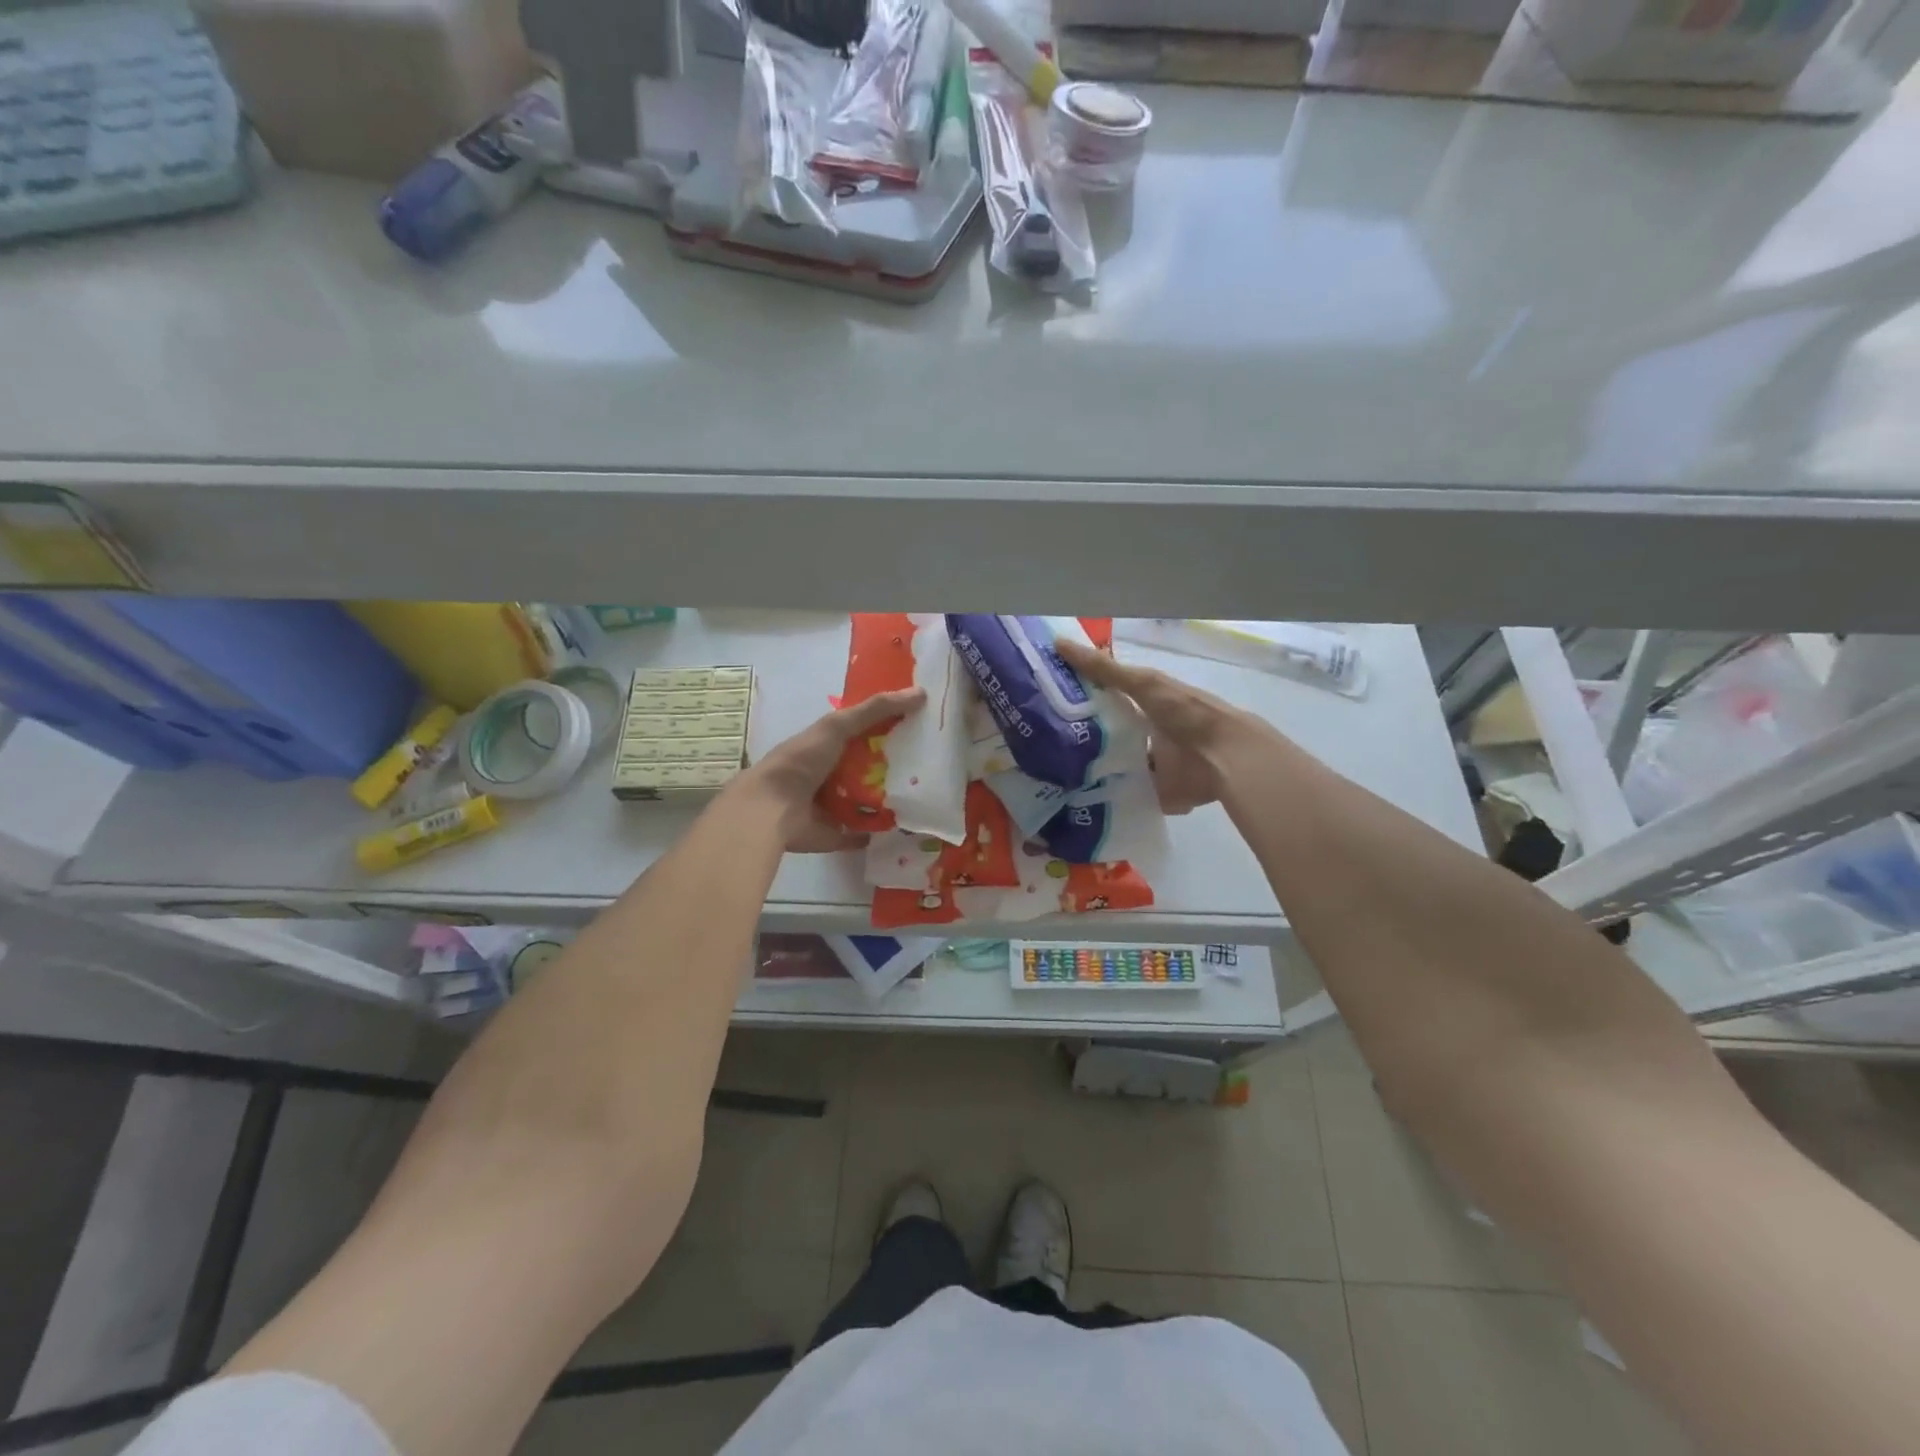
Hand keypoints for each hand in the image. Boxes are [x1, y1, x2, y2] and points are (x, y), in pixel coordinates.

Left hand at [738, 687, 927, 852]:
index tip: (923, 724)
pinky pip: (865, 831)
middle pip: (872, 766)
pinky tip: (907, 824)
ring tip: (928, 792)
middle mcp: (832, 773)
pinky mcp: (837, 833)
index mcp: (829, 746)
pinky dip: (880, 829)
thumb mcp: (838, 726)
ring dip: (892, 797)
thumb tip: (922, 693)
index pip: (865, 732)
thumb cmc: (803, 760)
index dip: (891, 726)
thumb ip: (875, 710)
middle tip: (933, 761)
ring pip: (871, 799)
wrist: (772, 808)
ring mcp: (835, 805)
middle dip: (897, 764)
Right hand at [1055, 638, 1251, 814]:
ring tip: (1055, 774)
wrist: (1223, 756)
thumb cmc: (1185, 712)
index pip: (1108, 702)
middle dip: (1082, 741)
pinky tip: (1078, 798)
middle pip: (1108, 737)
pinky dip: (1108, 798)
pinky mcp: (1155, 794)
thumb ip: (1103, 669)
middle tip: (1043, 745)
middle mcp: (1147, 735)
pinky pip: (1125, 796)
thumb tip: (1058, 643)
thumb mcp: (1142, 683)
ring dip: (1092, 771)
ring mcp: (1151, 767)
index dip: (1082, 702)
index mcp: (1147, 706)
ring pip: (1114, 768)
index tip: (1048, 706)